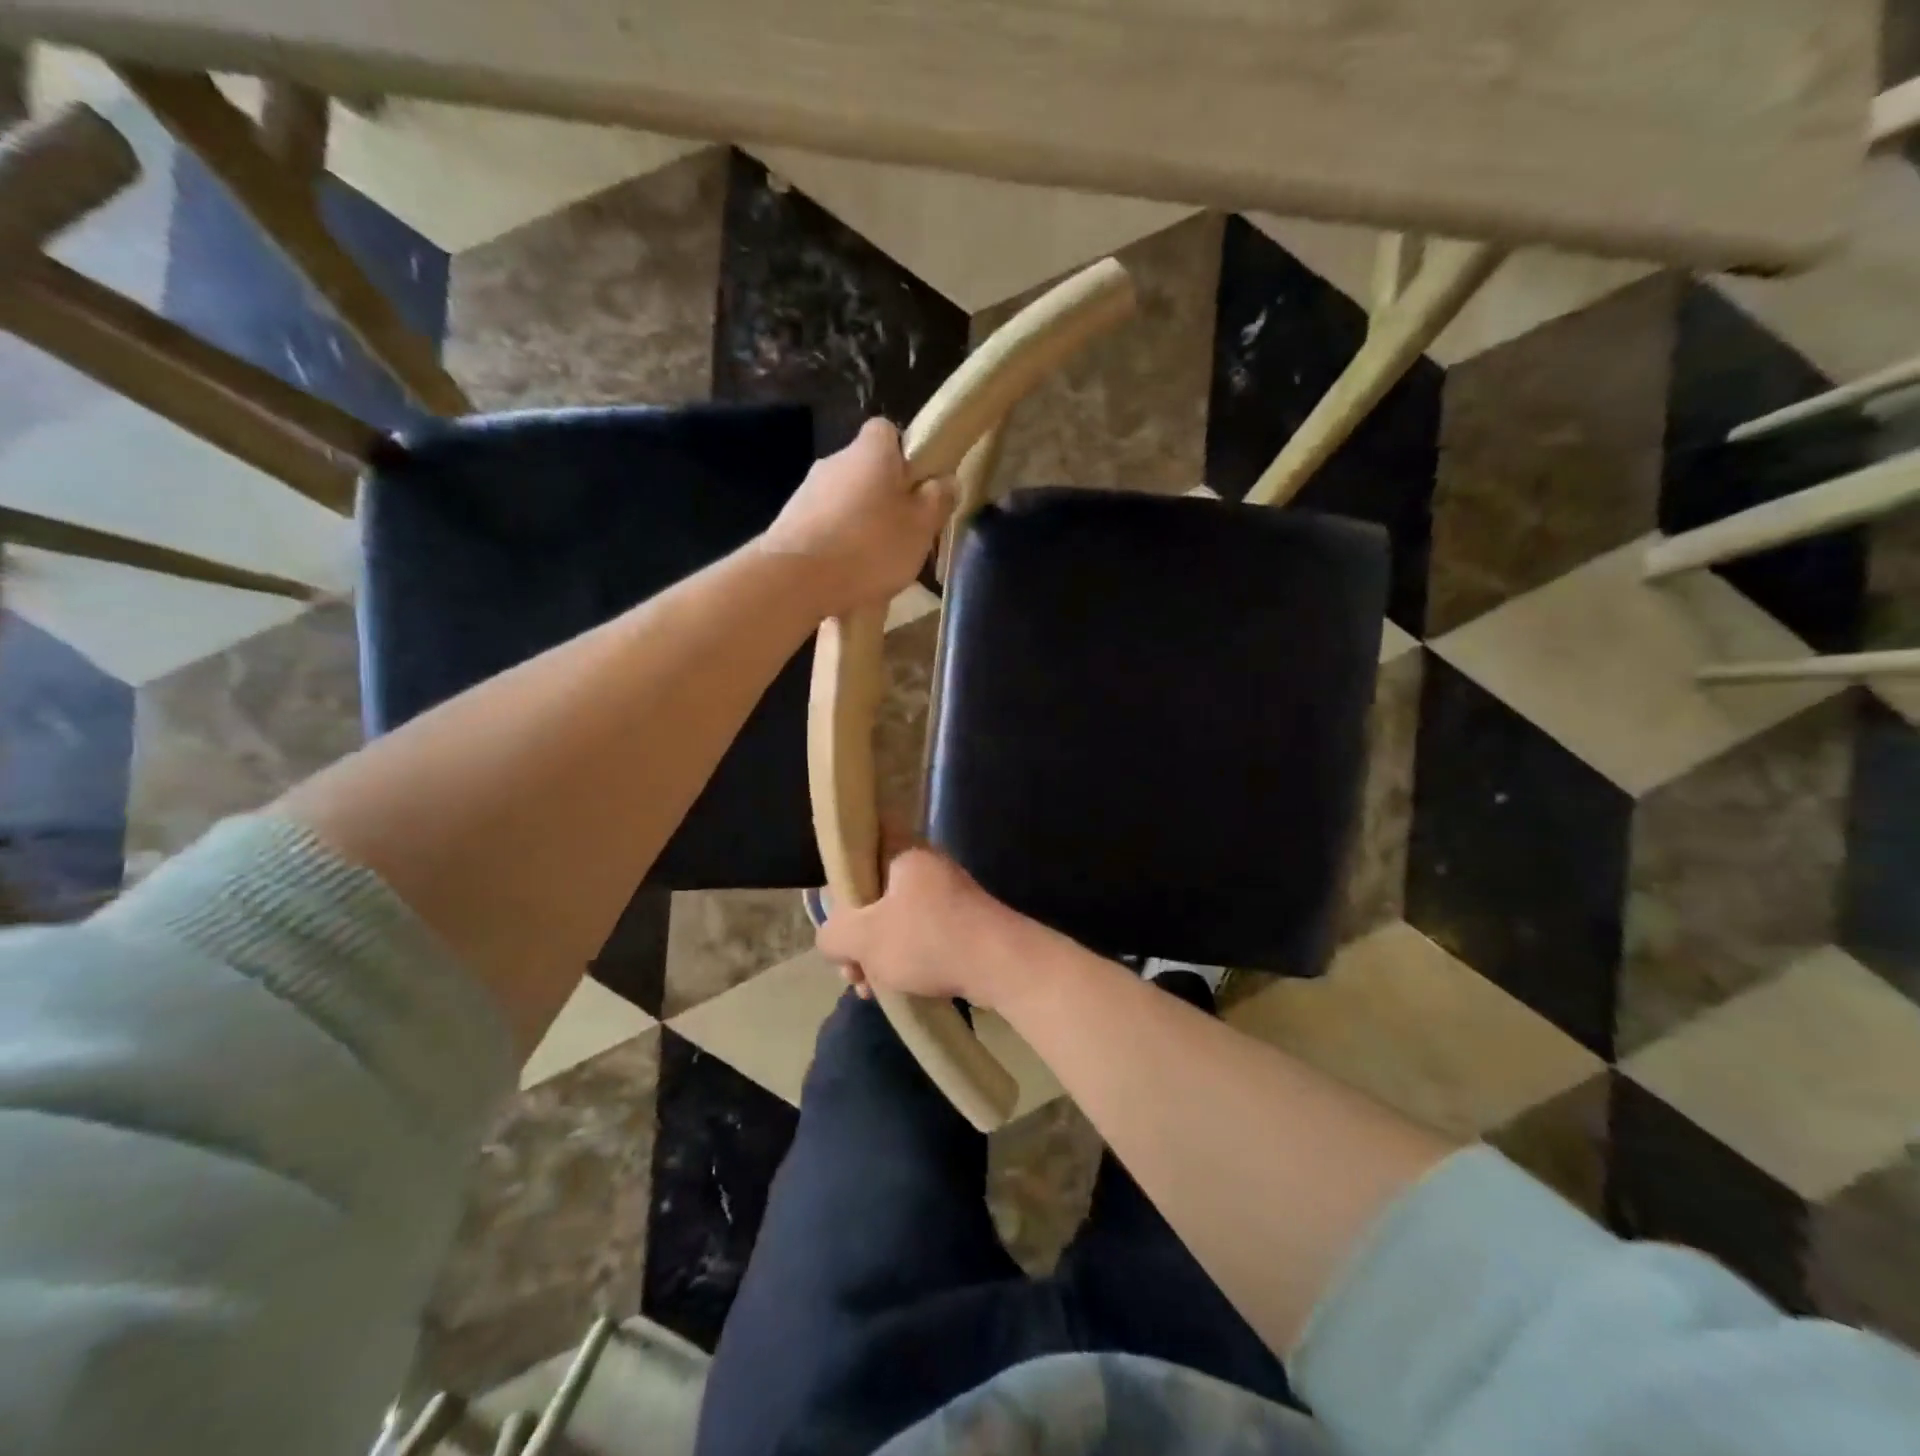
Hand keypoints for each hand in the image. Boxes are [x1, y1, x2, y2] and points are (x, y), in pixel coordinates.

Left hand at [759, 419, 953, 618]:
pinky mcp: (789, 523)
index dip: (905, 455)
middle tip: (902, 535)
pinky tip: (845, 576)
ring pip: (845, 502)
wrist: (795, 579)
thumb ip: (938, 500)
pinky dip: (837, 546)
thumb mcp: (921, 527)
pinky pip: (824, 528)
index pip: (888, 432)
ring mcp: (807, 492)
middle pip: (866, 471)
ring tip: (873, 566)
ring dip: (859, 525)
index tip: (917, 486)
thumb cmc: (870, 546)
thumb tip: (946, 480)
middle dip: (883, 498)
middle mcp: (835, 461)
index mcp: (871, 451)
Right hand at [817, 846, 1038, 1010]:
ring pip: (894, 917)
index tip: (834, 912)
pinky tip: (890, 988)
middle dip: (855, 934)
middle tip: (849, 968)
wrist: (1000, 964)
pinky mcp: (960, 921)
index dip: (840, 874)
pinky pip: (918, 933)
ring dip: (875, 952)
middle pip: (873, 891)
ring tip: (866, 988)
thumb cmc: (927, 940)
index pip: (862, 843)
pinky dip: (901, 957)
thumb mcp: (864, 939)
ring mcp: (946, 894)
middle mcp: (925, 865)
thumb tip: (832, 939)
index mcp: (902, 853)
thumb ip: (832, 935)